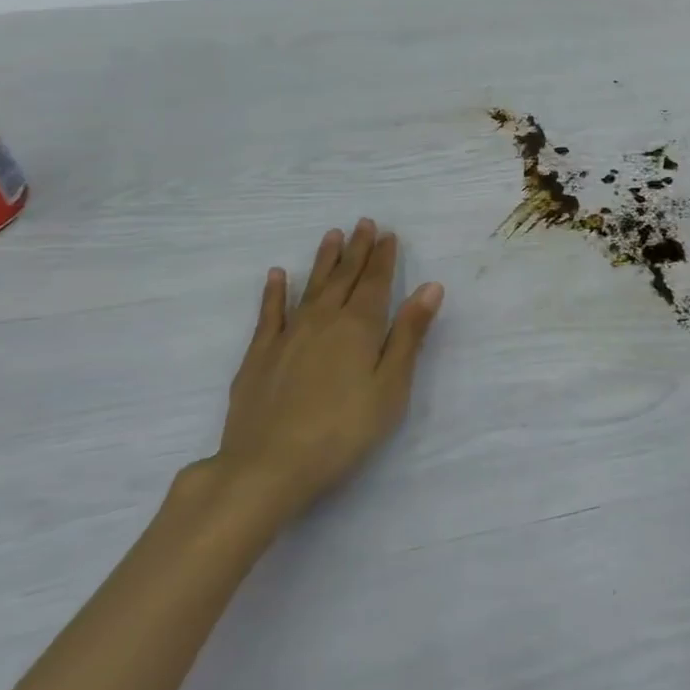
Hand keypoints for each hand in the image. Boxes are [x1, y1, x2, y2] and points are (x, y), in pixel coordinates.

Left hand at [196, 220, 444, 529]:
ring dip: (323, 261)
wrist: (268, 466)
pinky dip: (274, 292)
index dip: (384, 257)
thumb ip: (409, 334)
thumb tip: (430, 287)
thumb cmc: (344, 429)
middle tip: (364, 223)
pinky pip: (269, 314)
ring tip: (331, 235)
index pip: (376, 283)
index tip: (389, 233)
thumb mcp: (391, 385)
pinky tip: (276, 275)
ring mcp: (287, 336)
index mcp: (359, 327)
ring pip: (310, 288)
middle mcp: (323, 320)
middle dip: (357, 250)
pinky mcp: (258, 356)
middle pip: (344, 278)